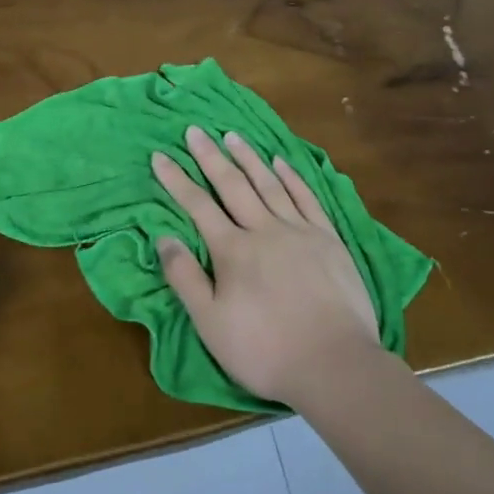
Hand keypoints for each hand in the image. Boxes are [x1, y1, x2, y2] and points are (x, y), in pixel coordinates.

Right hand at [152, 126, 381, 406]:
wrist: (334, 363)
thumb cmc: (265, 350)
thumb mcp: (211, 323)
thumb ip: (185, 278)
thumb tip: (164, 237)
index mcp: (233, 250)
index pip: (197, 205)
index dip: (176, 179)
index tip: (160, 155)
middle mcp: (264, 229)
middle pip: (233, 185)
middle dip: (210, 156)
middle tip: (195, 130)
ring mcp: (300, 231)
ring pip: (269, 184)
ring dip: (249, 157)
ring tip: (232, 136)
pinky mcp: (329, 239)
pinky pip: (306, 197)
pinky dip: (291, 176)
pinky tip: (281, 161)